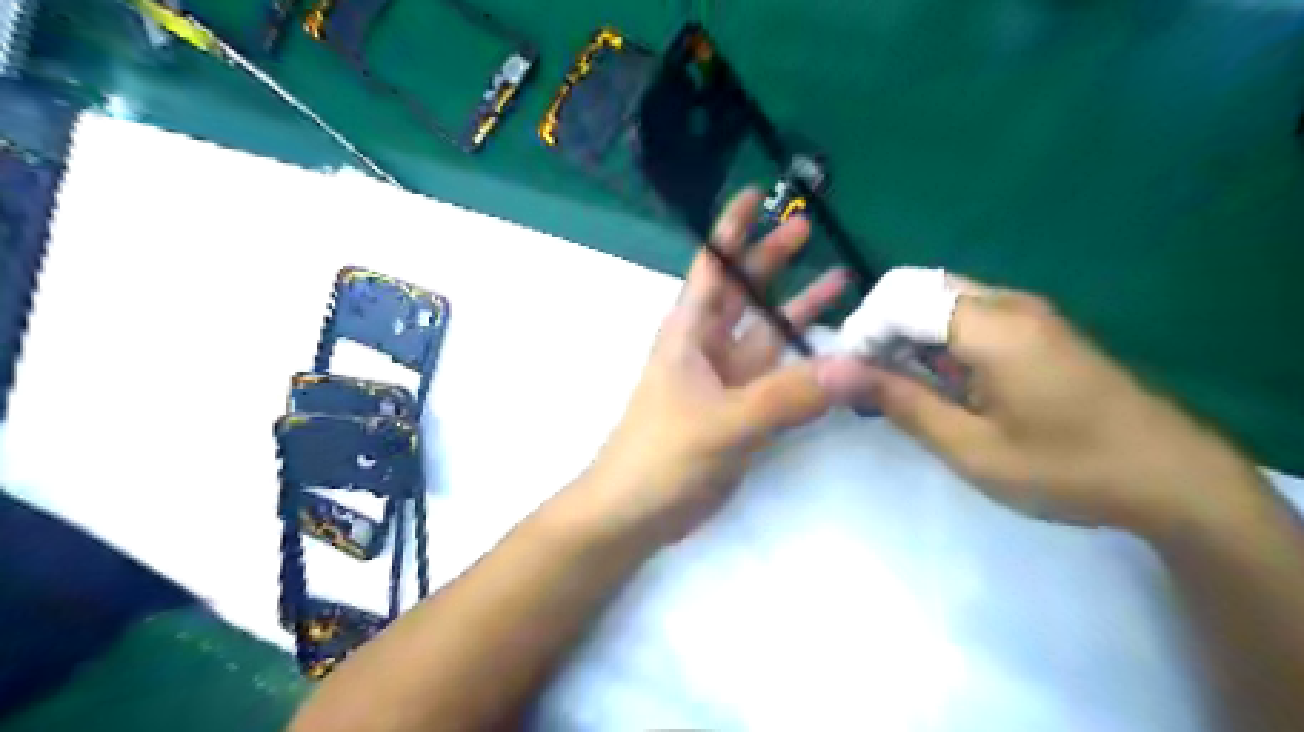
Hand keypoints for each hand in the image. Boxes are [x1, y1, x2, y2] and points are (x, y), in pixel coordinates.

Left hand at [574, 185, 863, 542]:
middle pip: (745, 292)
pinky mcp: (742, 409)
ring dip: (800, 309)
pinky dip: (806, 361)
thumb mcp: (723, 421)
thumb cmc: (662, 454)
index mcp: (690, 332)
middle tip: (807, 226)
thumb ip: (786, 396)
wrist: (637, 511)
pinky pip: (780, 375)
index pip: (713, 267)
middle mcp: (709, 347)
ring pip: (768, 333)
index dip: (731, 229)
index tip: (753, 193)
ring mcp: (728, 379)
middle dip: (772, 259)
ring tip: (843, 280)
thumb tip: (852, 366)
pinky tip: (837, 351)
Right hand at [824, 276, 1264, 535]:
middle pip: (915, 287)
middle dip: (878, 328)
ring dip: (903, 334)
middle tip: (866, 379)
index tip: (847, 378)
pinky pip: (962, 314)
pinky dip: (931, 340)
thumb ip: (899, 401)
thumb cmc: (1066, 468)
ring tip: (893, 386)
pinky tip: (934, 382)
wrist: (1172, 478)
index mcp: (992, 327)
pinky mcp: (1032, 326)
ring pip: (936, 298)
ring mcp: (1023, 311)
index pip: (898, 299)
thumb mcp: (970, 448)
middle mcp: (1006, 303)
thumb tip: (831, 372)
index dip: (861, 332)